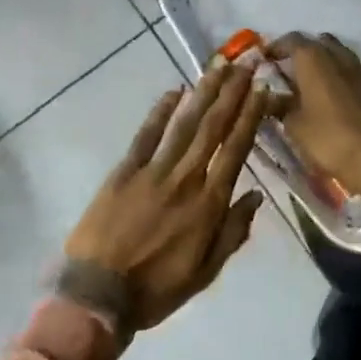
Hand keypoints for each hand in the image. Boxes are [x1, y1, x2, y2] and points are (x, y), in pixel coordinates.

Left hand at [65, 65, 274, 331]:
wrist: (98, 295)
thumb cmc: (157, 289)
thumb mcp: (206, 271)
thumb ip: (233, 231)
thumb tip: (256, 195)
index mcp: (208, 204)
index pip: (235, 150)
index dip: (250, 117)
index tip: (262, 90)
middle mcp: (186, 179)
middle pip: (213, 128)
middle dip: (232, 93)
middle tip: (246, 64)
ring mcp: (153, 171)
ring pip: (185, 124)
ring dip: (204, 93)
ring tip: (219, 66)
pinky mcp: (125, 170)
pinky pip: (146, 134)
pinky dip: (161, 111)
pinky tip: (175, 90)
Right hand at [268, 33, 360, 198]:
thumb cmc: (329, 139)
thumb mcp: (294, 126)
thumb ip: (280, 106)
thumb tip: (270, 97)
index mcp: (313, 59)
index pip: (291, 40)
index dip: (275, 47)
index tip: (264, 60)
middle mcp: (336, 55)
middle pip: (316, 42)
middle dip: (300, 51)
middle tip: (285, 69)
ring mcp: (358, 68)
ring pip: (335, 53)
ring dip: (320, 60)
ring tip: (306, 82)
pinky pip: (348, 68)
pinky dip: (336, 73)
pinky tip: (327, 94)